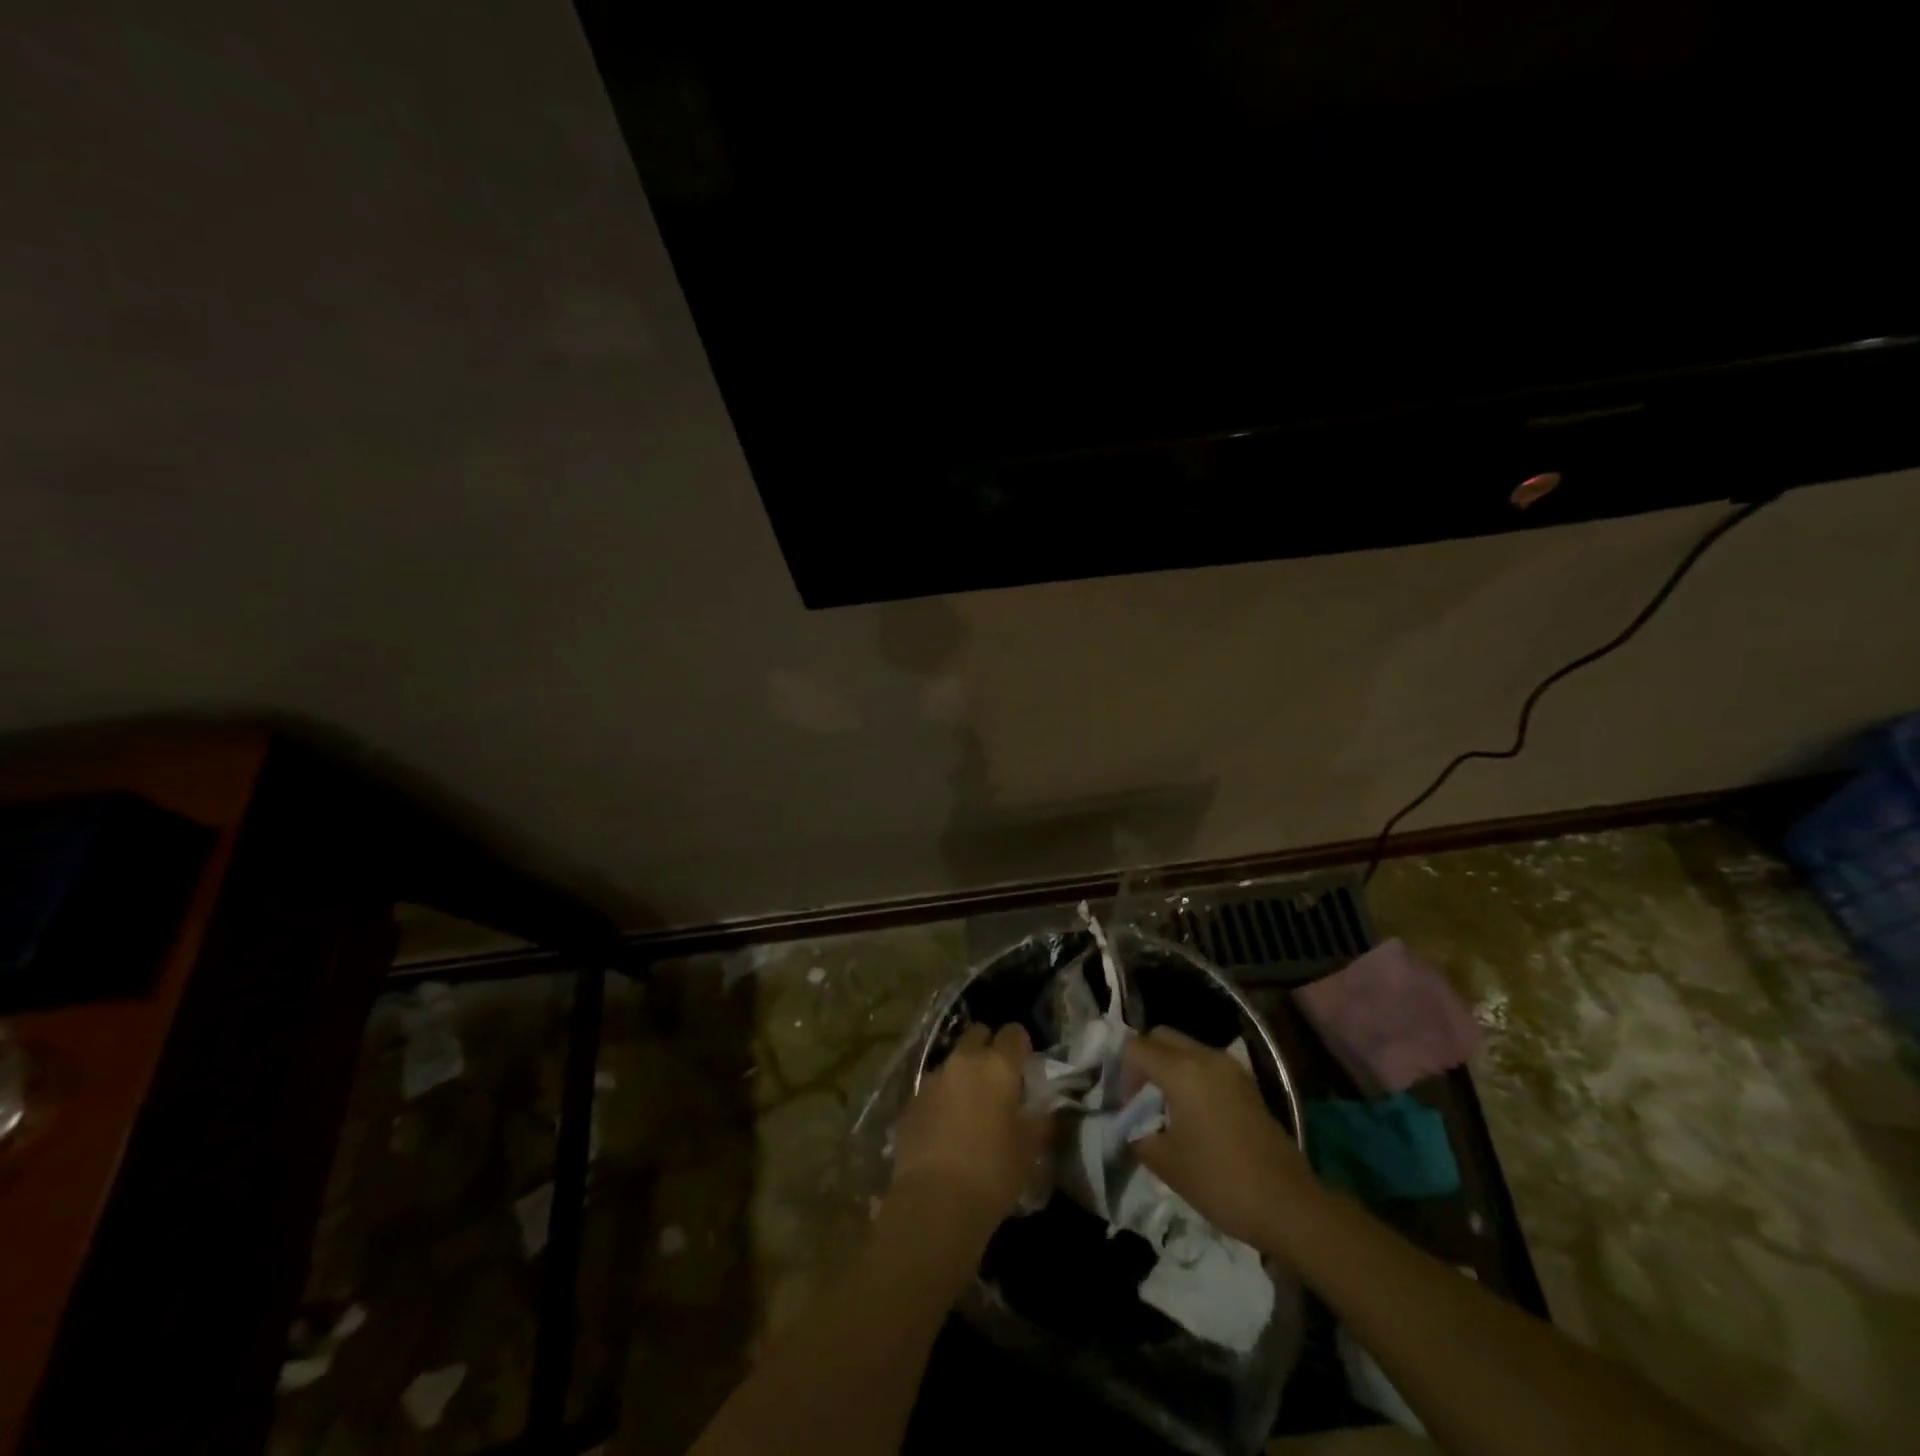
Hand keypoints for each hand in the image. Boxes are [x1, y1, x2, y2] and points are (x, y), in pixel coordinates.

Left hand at [892, 1023, 1050, 1231]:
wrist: (935, 1201)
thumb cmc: (993, 1172)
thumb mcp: (1030, 1150)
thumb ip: (1039, 1120)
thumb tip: (1043, 1108)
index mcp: (998, 1066)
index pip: (1014, 1033)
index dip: (1021, 1045)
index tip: (1025, 1065)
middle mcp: (963, 1062)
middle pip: (977, 1034)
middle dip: (988, 1047)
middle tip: (997, 1078)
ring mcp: (933, 1079)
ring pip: (952, 1061)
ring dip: (963, 1074)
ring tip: (970, 1106)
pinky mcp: (911, 1102)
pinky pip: (933, 1089)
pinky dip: (942, 1098)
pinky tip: (946, 1127)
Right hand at [1123, 1026, 1314, 1250]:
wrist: (1288, 1204)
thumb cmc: (1220, 1181)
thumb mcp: (1165, 1163)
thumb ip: (1138, 1134)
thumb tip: (1132, 1125)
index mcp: (1182, 1070)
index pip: (1136, 1047)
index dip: (1123, 1074)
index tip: (1129, 1108)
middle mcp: (1206, 1057)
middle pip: (1162, 1036)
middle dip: (1145, 1060)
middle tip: (1143, 1099)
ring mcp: (1231, 1068)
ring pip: (1186, 1047)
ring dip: (1169, 1066)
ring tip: (1168, 1109)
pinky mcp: (1247, 1084)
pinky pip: (1207, 1064)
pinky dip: (1191, 1076)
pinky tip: (1195, 1115)